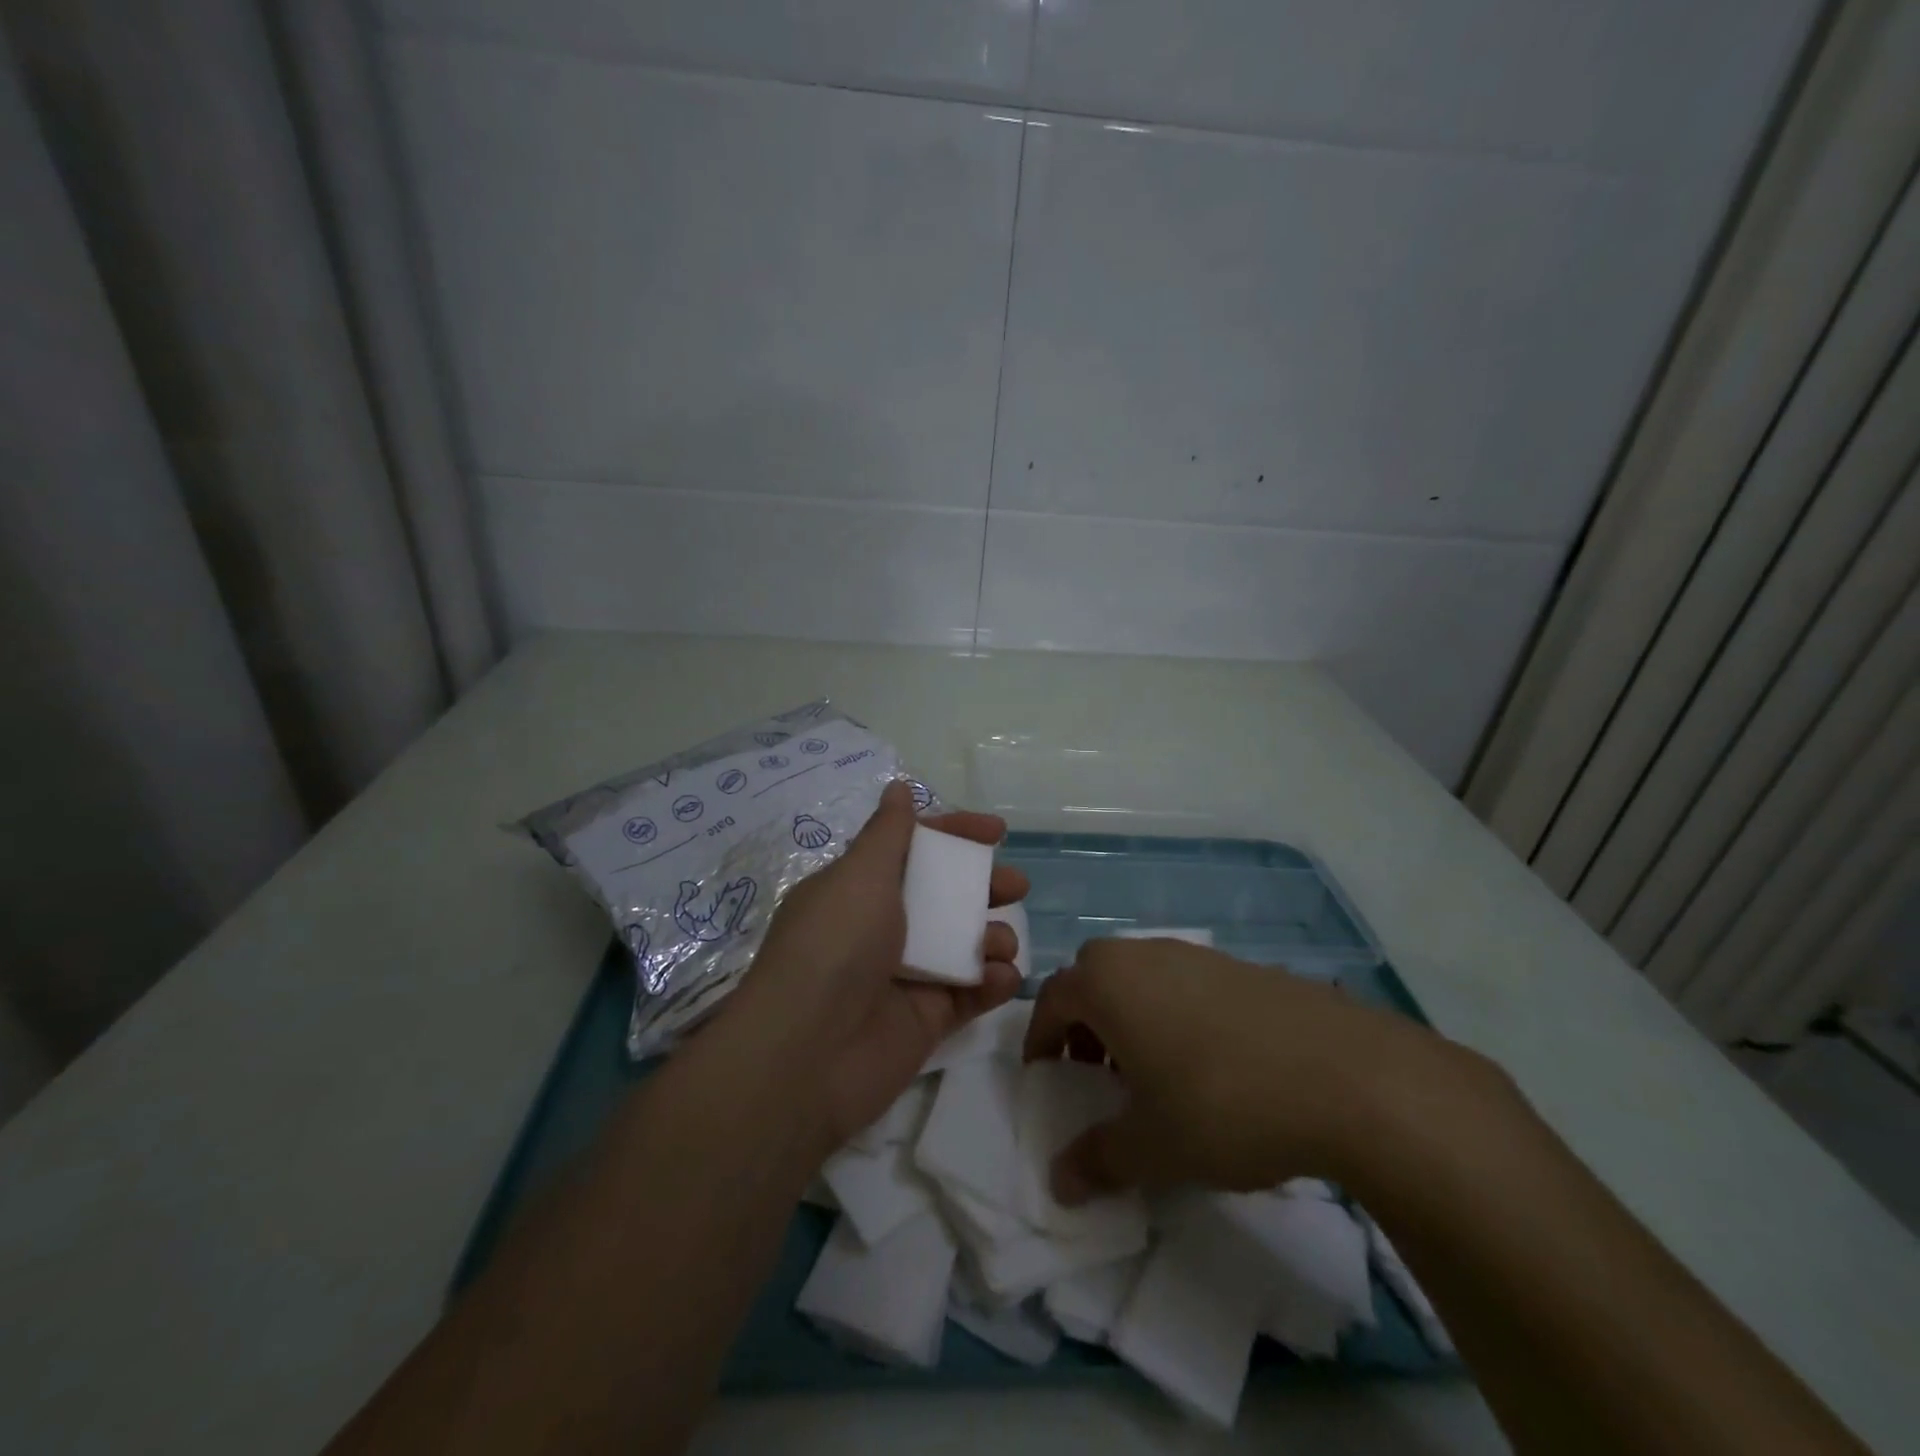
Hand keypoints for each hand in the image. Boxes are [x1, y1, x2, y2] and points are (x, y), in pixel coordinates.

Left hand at [723, 781, 1029, 1149]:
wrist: (808, 1054)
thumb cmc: (835, 945)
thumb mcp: (860, 875)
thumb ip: (888, 833)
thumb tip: (897, 788)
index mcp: (861, 888)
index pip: (915, 849)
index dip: (955, 834)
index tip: (997, 831)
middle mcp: (883, 927)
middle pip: (946, 895)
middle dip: (985, 886)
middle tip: (1015, 887)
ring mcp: (907, 974)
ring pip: (963, 943)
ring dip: (991, 936)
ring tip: (1000, 943)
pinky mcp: (926, 1019)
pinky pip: (969, 993)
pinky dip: (991, 983)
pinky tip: (1001, 978)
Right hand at [1024, 937, 1477, 1202]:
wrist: (1346, 1076)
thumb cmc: (1222, 1104)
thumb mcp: (1152, 1147)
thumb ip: (1097, 1160)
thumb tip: (1058, 1183)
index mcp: (1108, 983)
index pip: (1052, 999)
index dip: (1041, 1039)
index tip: (1046, 1077)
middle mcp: (1144, 955)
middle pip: (1094, 977)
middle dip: (1085, 1022)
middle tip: (1097, 1072)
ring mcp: (1197, 955)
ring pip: (1141, 978)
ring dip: (1131, 1017)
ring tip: (1154, 1072)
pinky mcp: (1242, 967)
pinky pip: (1186, 983)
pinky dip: (1176, 1013)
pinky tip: (1212, 1065)